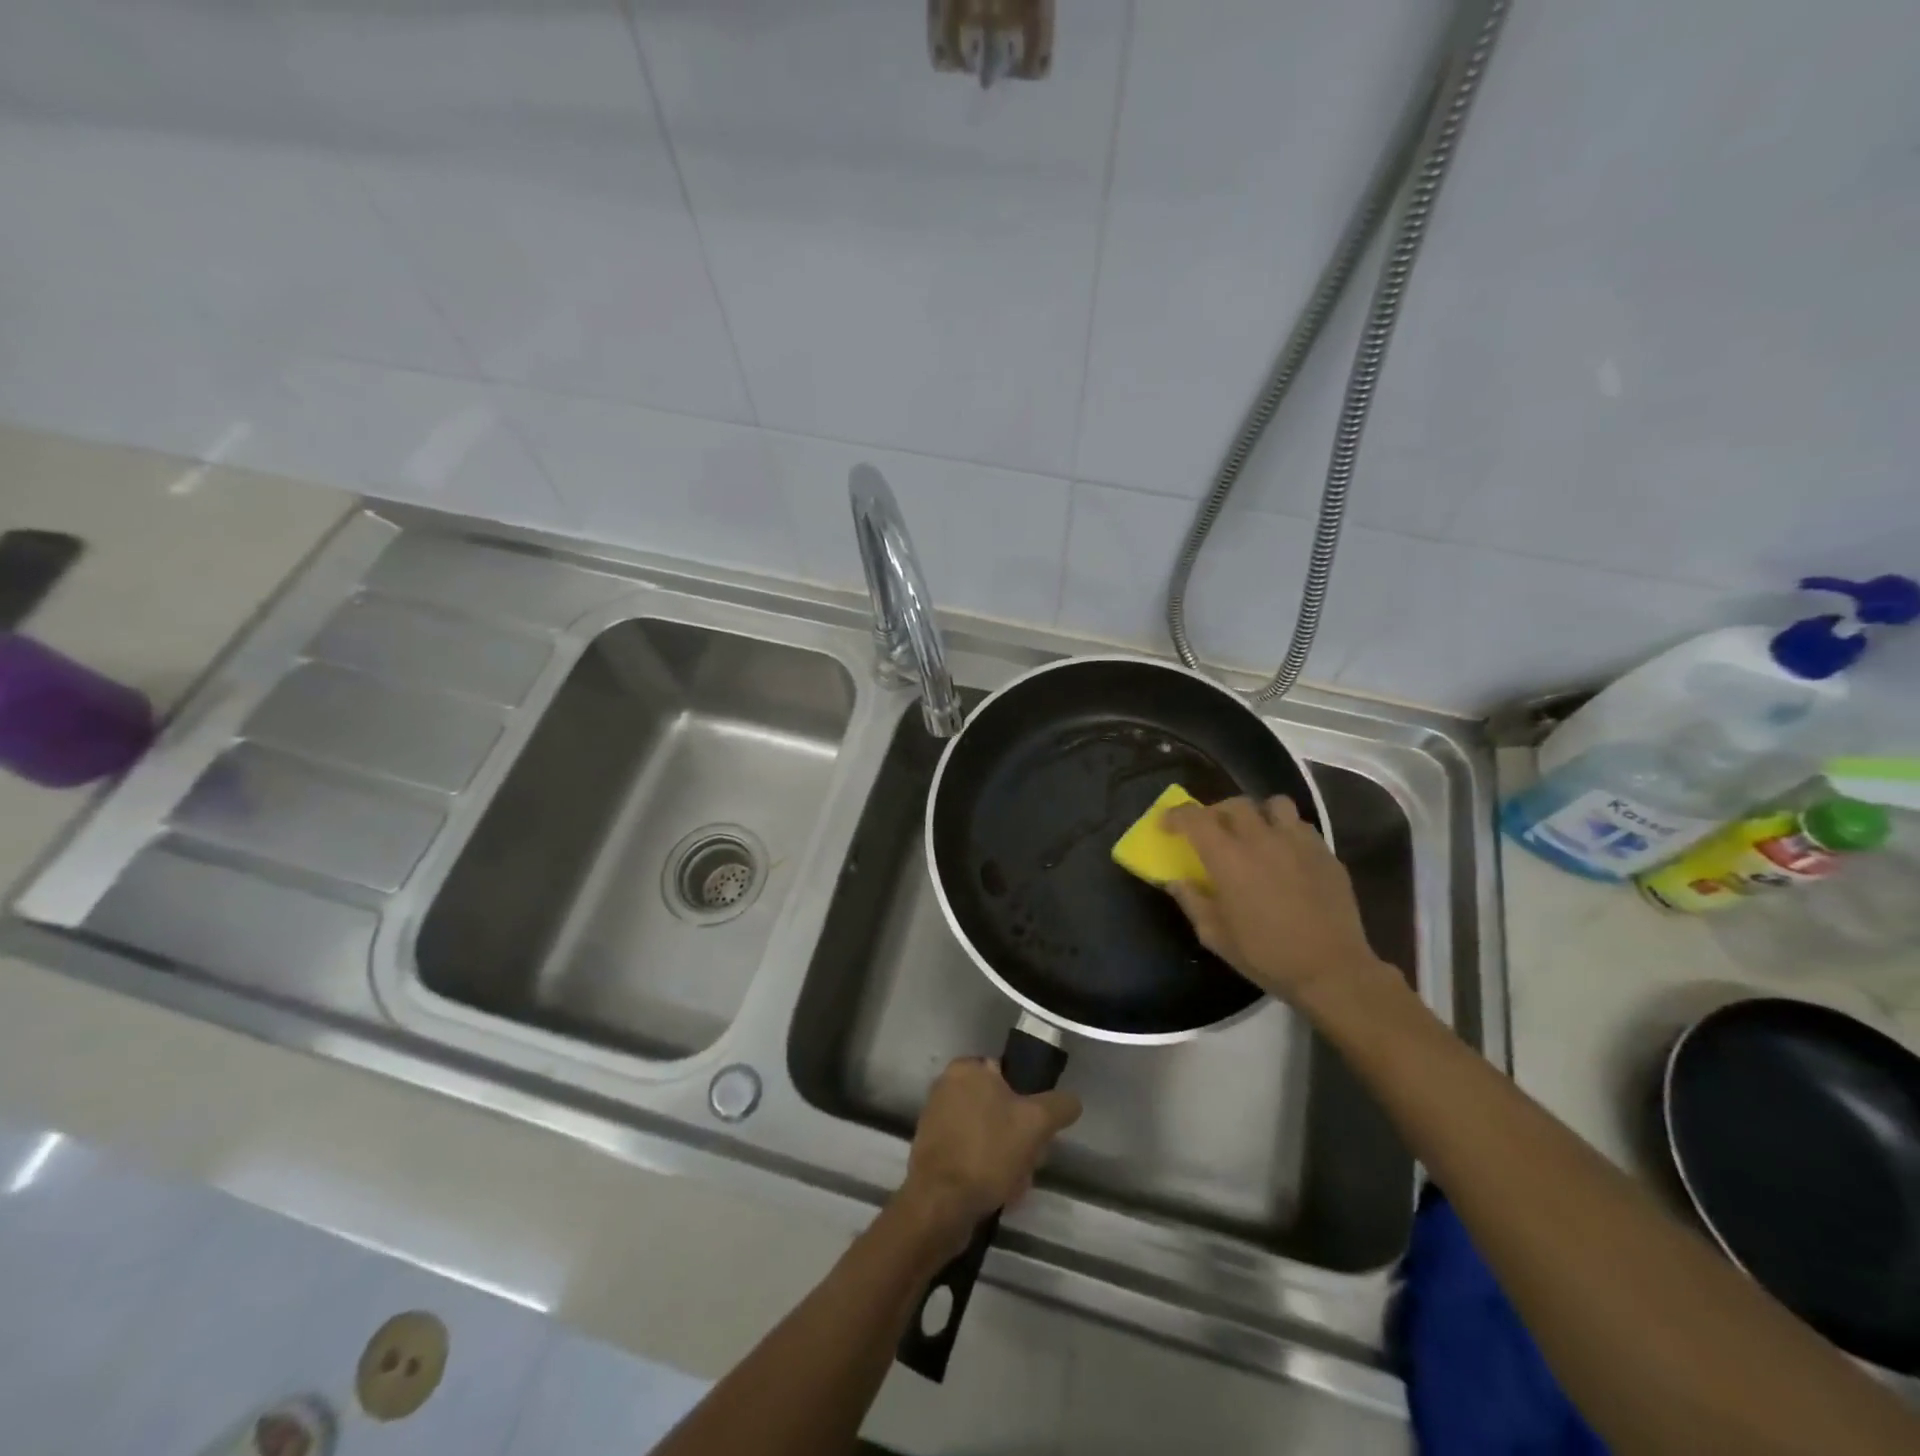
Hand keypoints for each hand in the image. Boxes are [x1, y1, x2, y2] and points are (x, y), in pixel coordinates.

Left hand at [897, 1059, 1081, 1255]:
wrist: (940, 1204)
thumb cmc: (987, 1152)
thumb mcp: (1036, 1123)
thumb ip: (1059, 1106)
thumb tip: (1071, 1101)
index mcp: (966, 1069)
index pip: (1010, 1076)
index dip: (1029, 1103)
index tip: (1039, 1129)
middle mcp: (946, 1087)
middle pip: (1000, 1108)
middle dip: (1019, 1136)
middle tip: (1031, 1160)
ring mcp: (936, 1120)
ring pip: (987, 1134)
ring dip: (1005, 1157)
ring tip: (1015, 1183)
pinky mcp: (932, 1152)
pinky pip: (970, 1154)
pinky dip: (985, 1170)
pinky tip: (997, 1193)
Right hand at [1163, 795, 1392, 1007]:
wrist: (1332, 971)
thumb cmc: (1266, 955)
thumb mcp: (1215, 936)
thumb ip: (1192, 901)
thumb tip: (1176, 881)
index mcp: (1228, 858)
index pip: (1195, 818)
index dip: (1176, 815)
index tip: (1167, 826)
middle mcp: (1261, 839)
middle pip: (1234, 804)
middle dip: (1216, 812)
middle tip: (1211, 832)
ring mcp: (1298, 842)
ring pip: (1273, 804)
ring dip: (1257, 814)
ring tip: (1254, 833)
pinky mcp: (1326, 853)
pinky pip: (1301, 826)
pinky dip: (1286, 831)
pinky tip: (1285, 854)